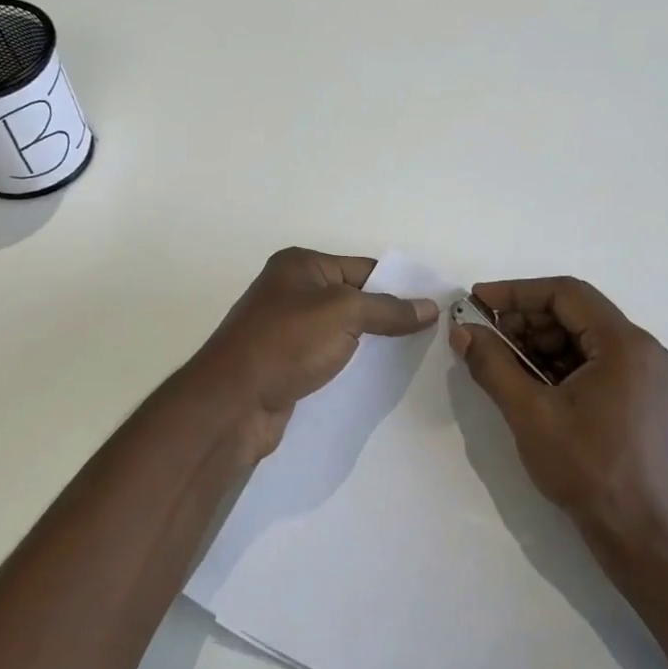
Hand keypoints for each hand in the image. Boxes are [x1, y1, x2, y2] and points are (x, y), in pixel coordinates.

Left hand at [192, 248, 437, 462]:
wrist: (234, 402)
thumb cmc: (287, 342)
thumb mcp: (345, 313)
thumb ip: (389, 309)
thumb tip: (430, 307)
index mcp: (300, 266)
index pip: (364, 268)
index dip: (399, 286)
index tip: (433, 308)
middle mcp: (291, 292)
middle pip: (354, 299)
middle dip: (387, 317)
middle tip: (430, 335)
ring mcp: (286, 330)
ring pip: (342, 332)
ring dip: (371, 344)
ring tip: (412, 358)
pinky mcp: (286, 365)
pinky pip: (329, 358)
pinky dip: (351, 366)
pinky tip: (377, 379)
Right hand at [451, 277, 667, 559]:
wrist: (635, 532)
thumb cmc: (585, 468)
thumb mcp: (529, 413)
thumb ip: (493, 365)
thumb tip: (462, 330)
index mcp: (625, 344)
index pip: (566, 294)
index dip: (516, 293)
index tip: (477, 301)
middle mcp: (641, 349)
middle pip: (575, 313)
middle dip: (525, 319)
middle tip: (483, 334)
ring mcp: (643, 373)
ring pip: (581, 338)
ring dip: (537, 342)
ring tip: (498, 359)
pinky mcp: (636, 395)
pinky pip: (591, 362)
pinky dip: (556, 364)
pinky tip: (525, 379)